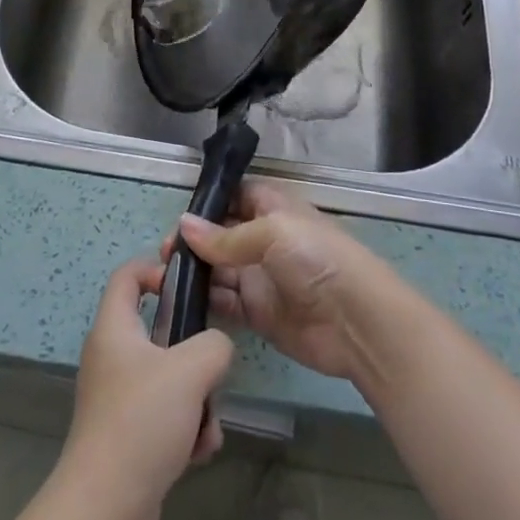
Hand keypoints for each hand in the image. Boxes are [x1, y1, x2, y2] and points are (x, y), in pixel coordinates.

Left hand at [52, 258, 233, 519]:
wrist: (106, 506)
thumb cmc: (142, 420)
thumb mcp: (190, 370)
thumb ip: (214, 345)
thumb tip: (216, 348)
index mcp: (114, 328)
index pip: (127, 275)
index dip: (156, 268)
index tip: (187, 286)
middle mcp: (111, 357)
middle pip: (158, 332)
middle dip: (193, 353)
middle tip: (210, 367)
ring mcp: (117, 398)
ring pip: (169, 379)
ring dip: (196, 400)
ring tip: (204, 424)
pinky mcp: (127, 434)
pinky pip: (166, 416)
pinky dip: (186, 431)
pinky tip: (196, 452)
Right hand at [168, 181, 395, 384]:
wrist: (357, 322)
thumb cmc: (317, 259)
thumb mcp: (272, 233)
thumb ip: (225, 236)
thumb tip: (183, 225)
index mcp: (273, 209)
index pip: (234, 197)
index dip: (208, 203)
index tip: (179, 215)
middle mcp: (264, 240)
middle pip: (220, 235)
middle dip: (193, 241)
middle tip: (165, 253)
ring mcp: (260, 277)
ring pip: (217, 269)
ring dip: (193, 271)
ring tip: (162, 276)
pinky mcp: (258, 313)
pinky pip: (224, 302)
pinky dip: (204, 301)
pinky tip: (180, 300)